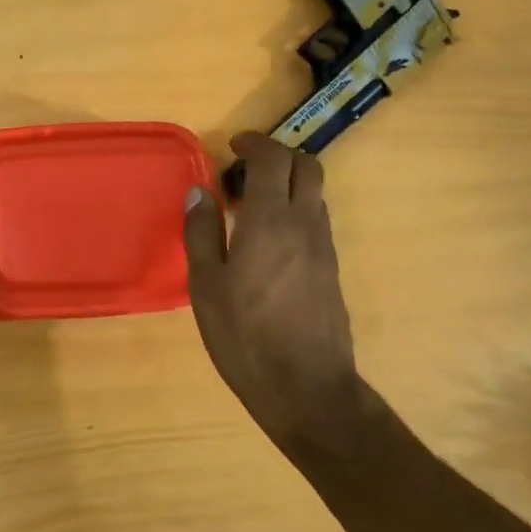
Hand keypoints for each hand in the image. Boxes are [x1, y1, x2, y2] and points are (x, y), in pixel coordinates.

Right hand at [183, 133, 363, 446]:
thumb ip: (202, 233)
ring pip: (316, 193)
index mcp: (271, 221)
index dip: (254, 143)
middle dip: (278, 155)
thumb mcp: (207, 286)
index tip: (233, 146)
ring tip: (253, 204)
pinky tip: (269, 240)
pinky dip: (296, 210)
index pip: (273, 159)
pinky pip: (316, 221)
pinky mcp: (331, 270)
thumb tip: (199, 191)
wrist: (307, 388)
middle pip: (307, 166)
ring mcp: (325, 248)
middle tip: (246, 168)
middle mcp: (306, 224)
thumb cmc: (245, 336)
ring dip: (289, 183)